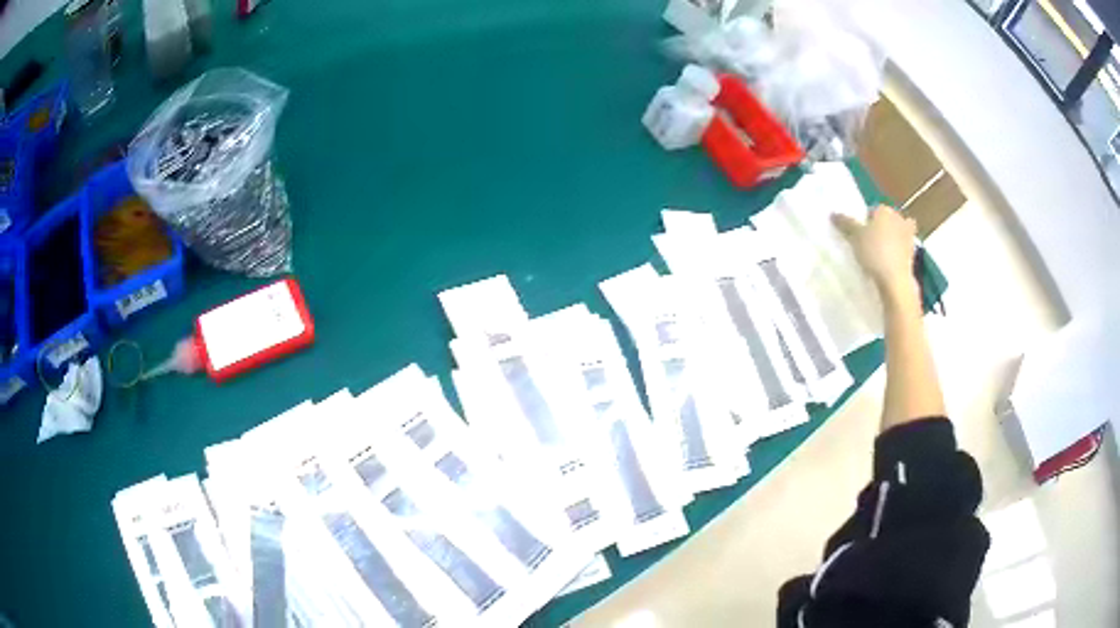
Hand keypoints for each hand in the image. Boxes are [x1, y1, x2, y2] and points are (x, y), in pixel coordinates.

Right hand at [832, 206, 917, 300]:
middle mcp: (899, 218)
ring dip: (891, 239)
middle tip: (869, 242)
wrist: (895, 279)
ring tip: (880, 253)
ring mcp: (908, 236)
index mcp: (884, 209)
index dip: (864, 221)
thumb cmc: (874, 252)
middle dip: (880, 227)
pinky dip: (898, 252)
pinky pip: (902, 248)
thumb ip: (845, 223)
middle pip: (886, 220)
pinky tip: (889, 262)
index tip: (858, 234)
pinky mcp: (913, 253)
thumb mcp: (855, 236)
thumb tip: (833, 214)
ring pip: (897, 233)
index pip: (871, 210)